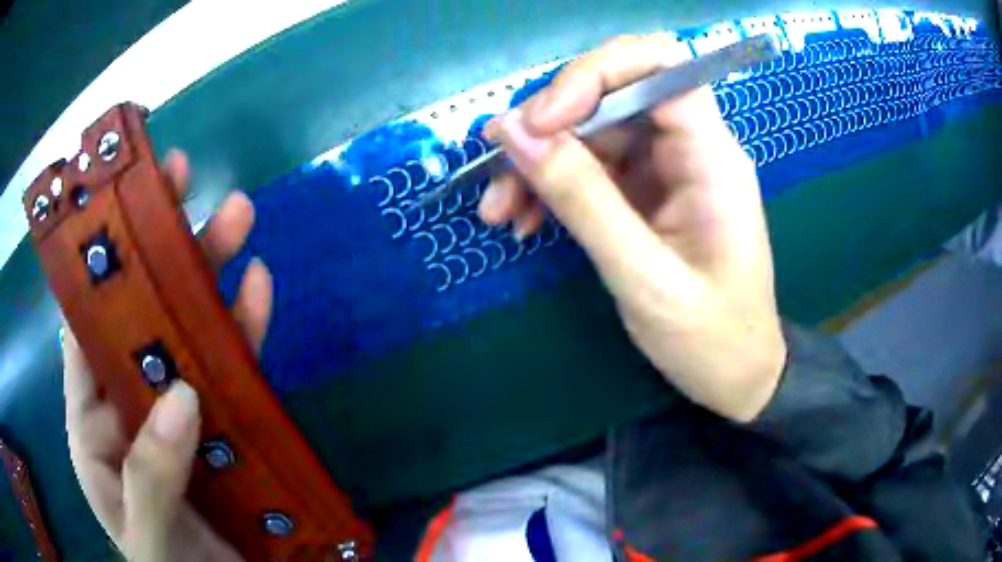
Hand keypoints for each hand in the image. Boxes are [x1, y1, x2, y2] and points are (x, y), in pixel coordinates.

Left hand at [63, 150, 272, 560]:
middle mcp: (132, 409)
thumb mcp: (147, 537)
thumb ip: (149, 478)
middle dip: (158, 249)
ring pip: (190, 333)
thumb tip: (180, 398)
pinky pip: (234, 371)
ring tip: (235, 215)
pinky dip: (243, 329)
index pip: (86, 336)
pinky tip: (257, 288)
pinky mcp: (226, 429)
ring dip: (208, 273)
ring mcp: (182, 416)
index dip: (98, 273)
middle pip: (141, 318)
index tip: (119, 212)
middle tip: (182, 181)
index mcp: (96, 428)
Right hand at [478, 34, 785, 421]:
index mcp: (711, 156)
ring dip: (537, 162)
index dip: (593, 74)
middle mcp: (690, 146)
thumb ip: (581, 199)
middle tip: (500, 168)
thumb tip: (514, 131)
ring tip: (499, 212)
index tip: (541, 123)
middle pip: (612, 92)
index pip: (658, 64)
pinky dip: (550, 187)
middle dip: (550, 123)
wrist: (735, 374)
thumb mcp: (642, 276)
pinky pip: (589, 167)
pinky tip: (523, 222)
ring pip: (590, 131)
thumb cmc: (709, 337)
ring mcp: (665, 167)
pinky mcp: (644, 190)